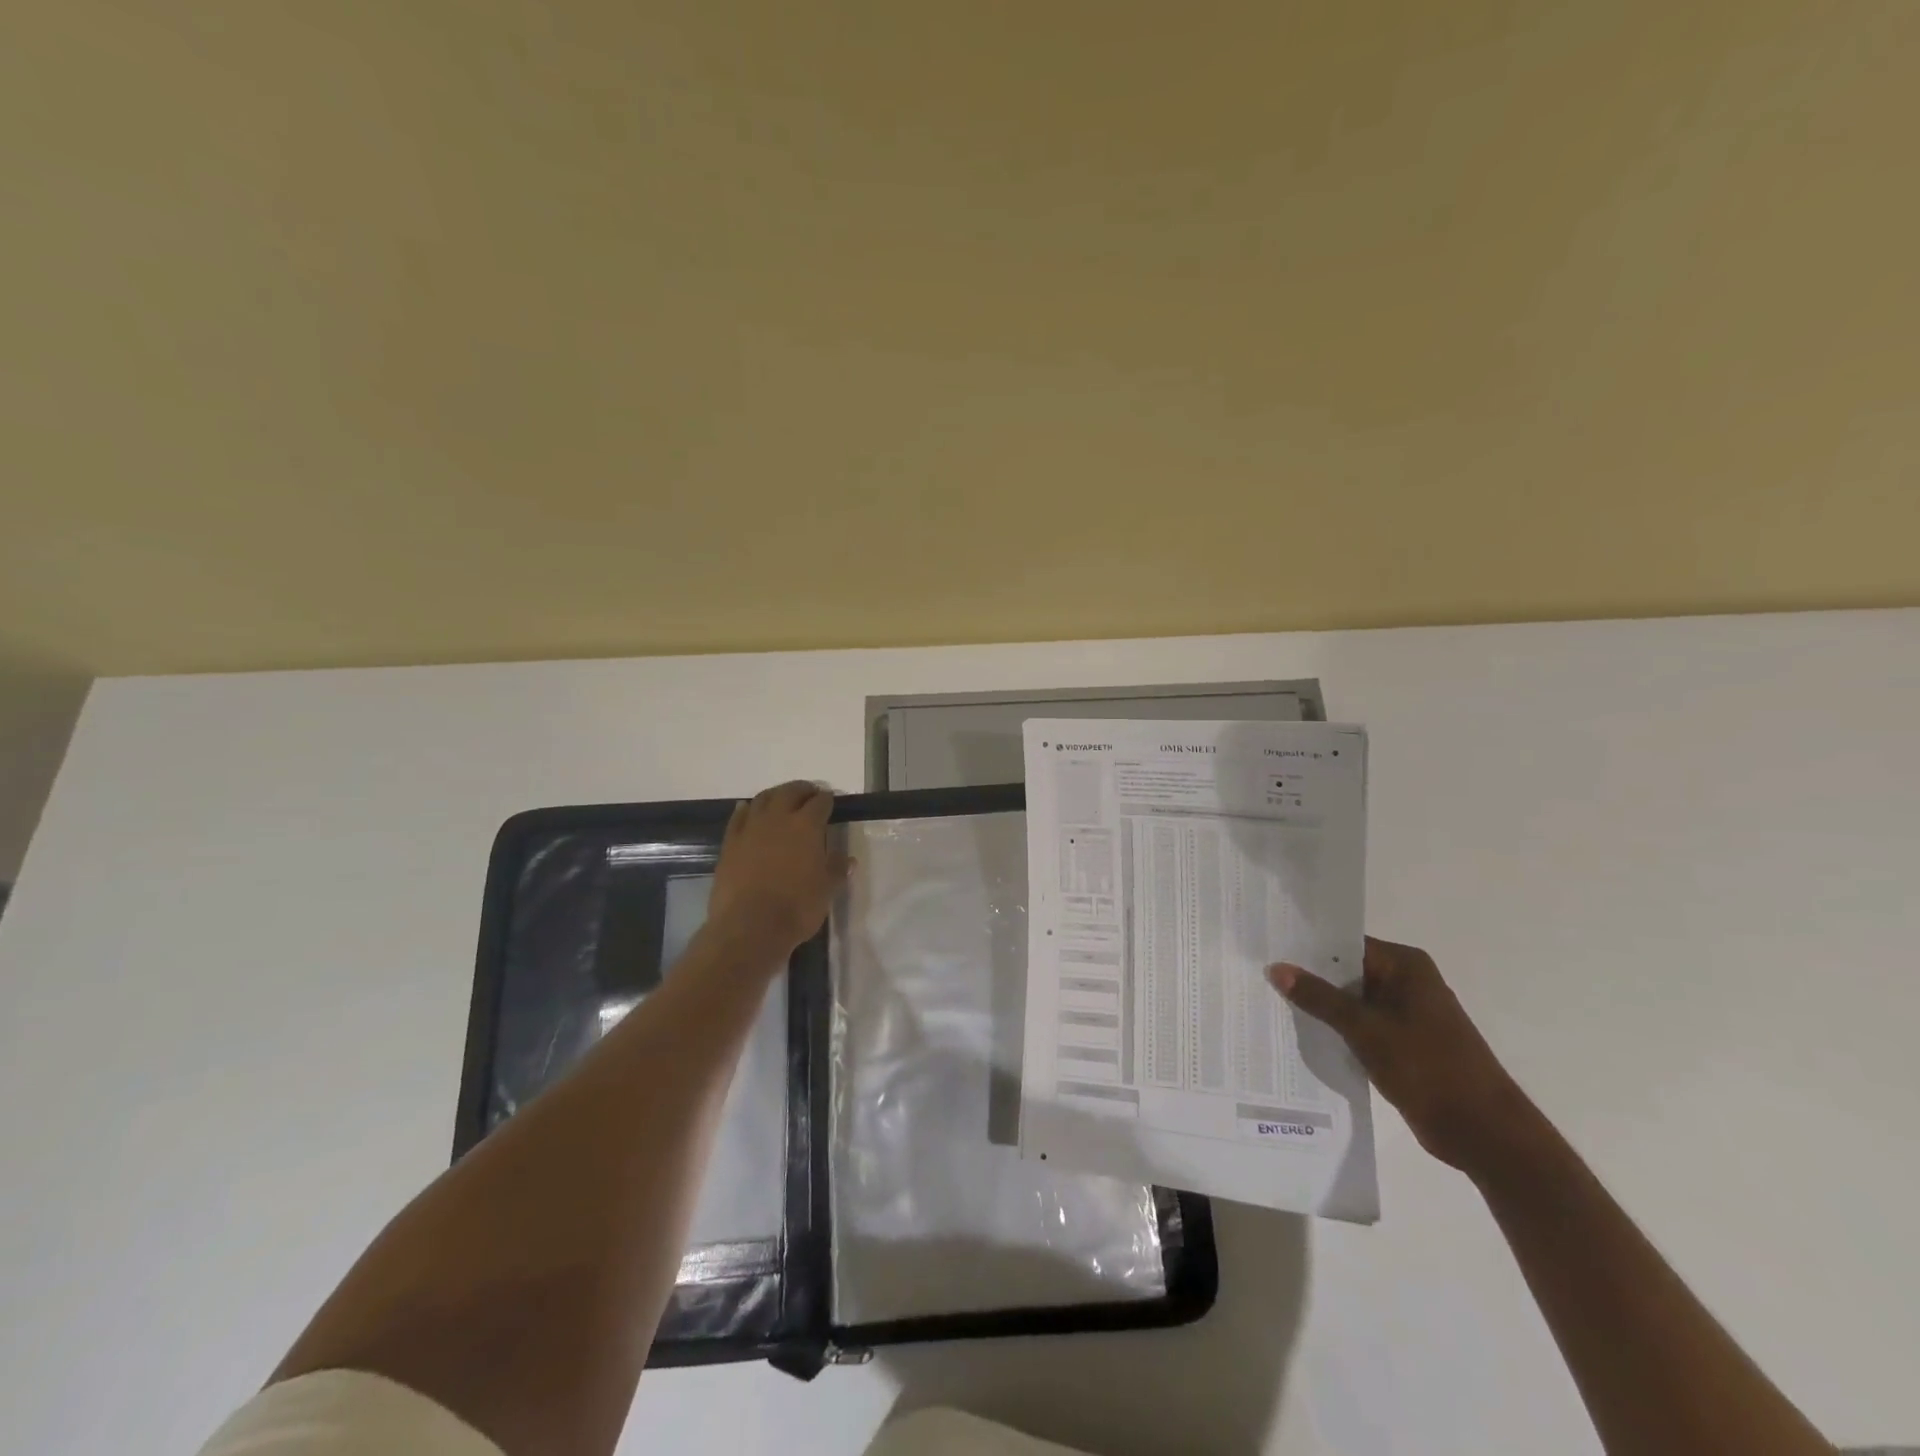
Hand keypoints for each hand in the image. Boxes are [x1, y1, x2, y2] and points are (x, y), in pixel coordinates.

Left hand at [707, 781, 848, 958]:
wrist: (749, 927)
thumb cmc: (796, 908)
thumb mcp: (826, 890)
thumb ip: (836, 869)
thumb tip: (846, 858)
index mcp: (806, 826)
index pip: (820, 803)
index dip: (827, 799)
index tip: (830, 800)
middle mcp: (778, 819)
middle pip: (790, 792)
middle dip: (802, 790)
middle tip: (809, 793)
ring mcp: (750, 829)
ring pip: (763, 799)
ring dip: (775, 795)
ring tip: (782, 799)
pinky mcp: (730, 843)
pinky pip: (738, 817)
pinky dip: (746, 809)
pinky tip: (748, 809)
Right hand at [1268, 938, 1540, 1176]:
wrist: (1485, 1134)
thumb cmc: (1429, 1069)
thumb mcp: (1366, 1030)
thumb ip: (1319, 998)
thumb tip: (1276, 968)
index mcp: (1405, 966)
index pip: (1344, 943)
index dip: (1305, 947)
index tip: (1266, 949)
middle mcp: (1407, 981)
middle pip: (1345, 970)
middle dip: (1308, 978)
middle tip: (1259, 976)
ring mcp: (1406, 1013)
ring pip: (1351, 1000)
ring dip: (1321, 1006)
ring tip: (1270, 1002)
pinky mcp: (1403, 1042)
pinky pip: (1360, 1024)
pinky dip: (1336, 1029)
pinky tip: (1302, 1033)